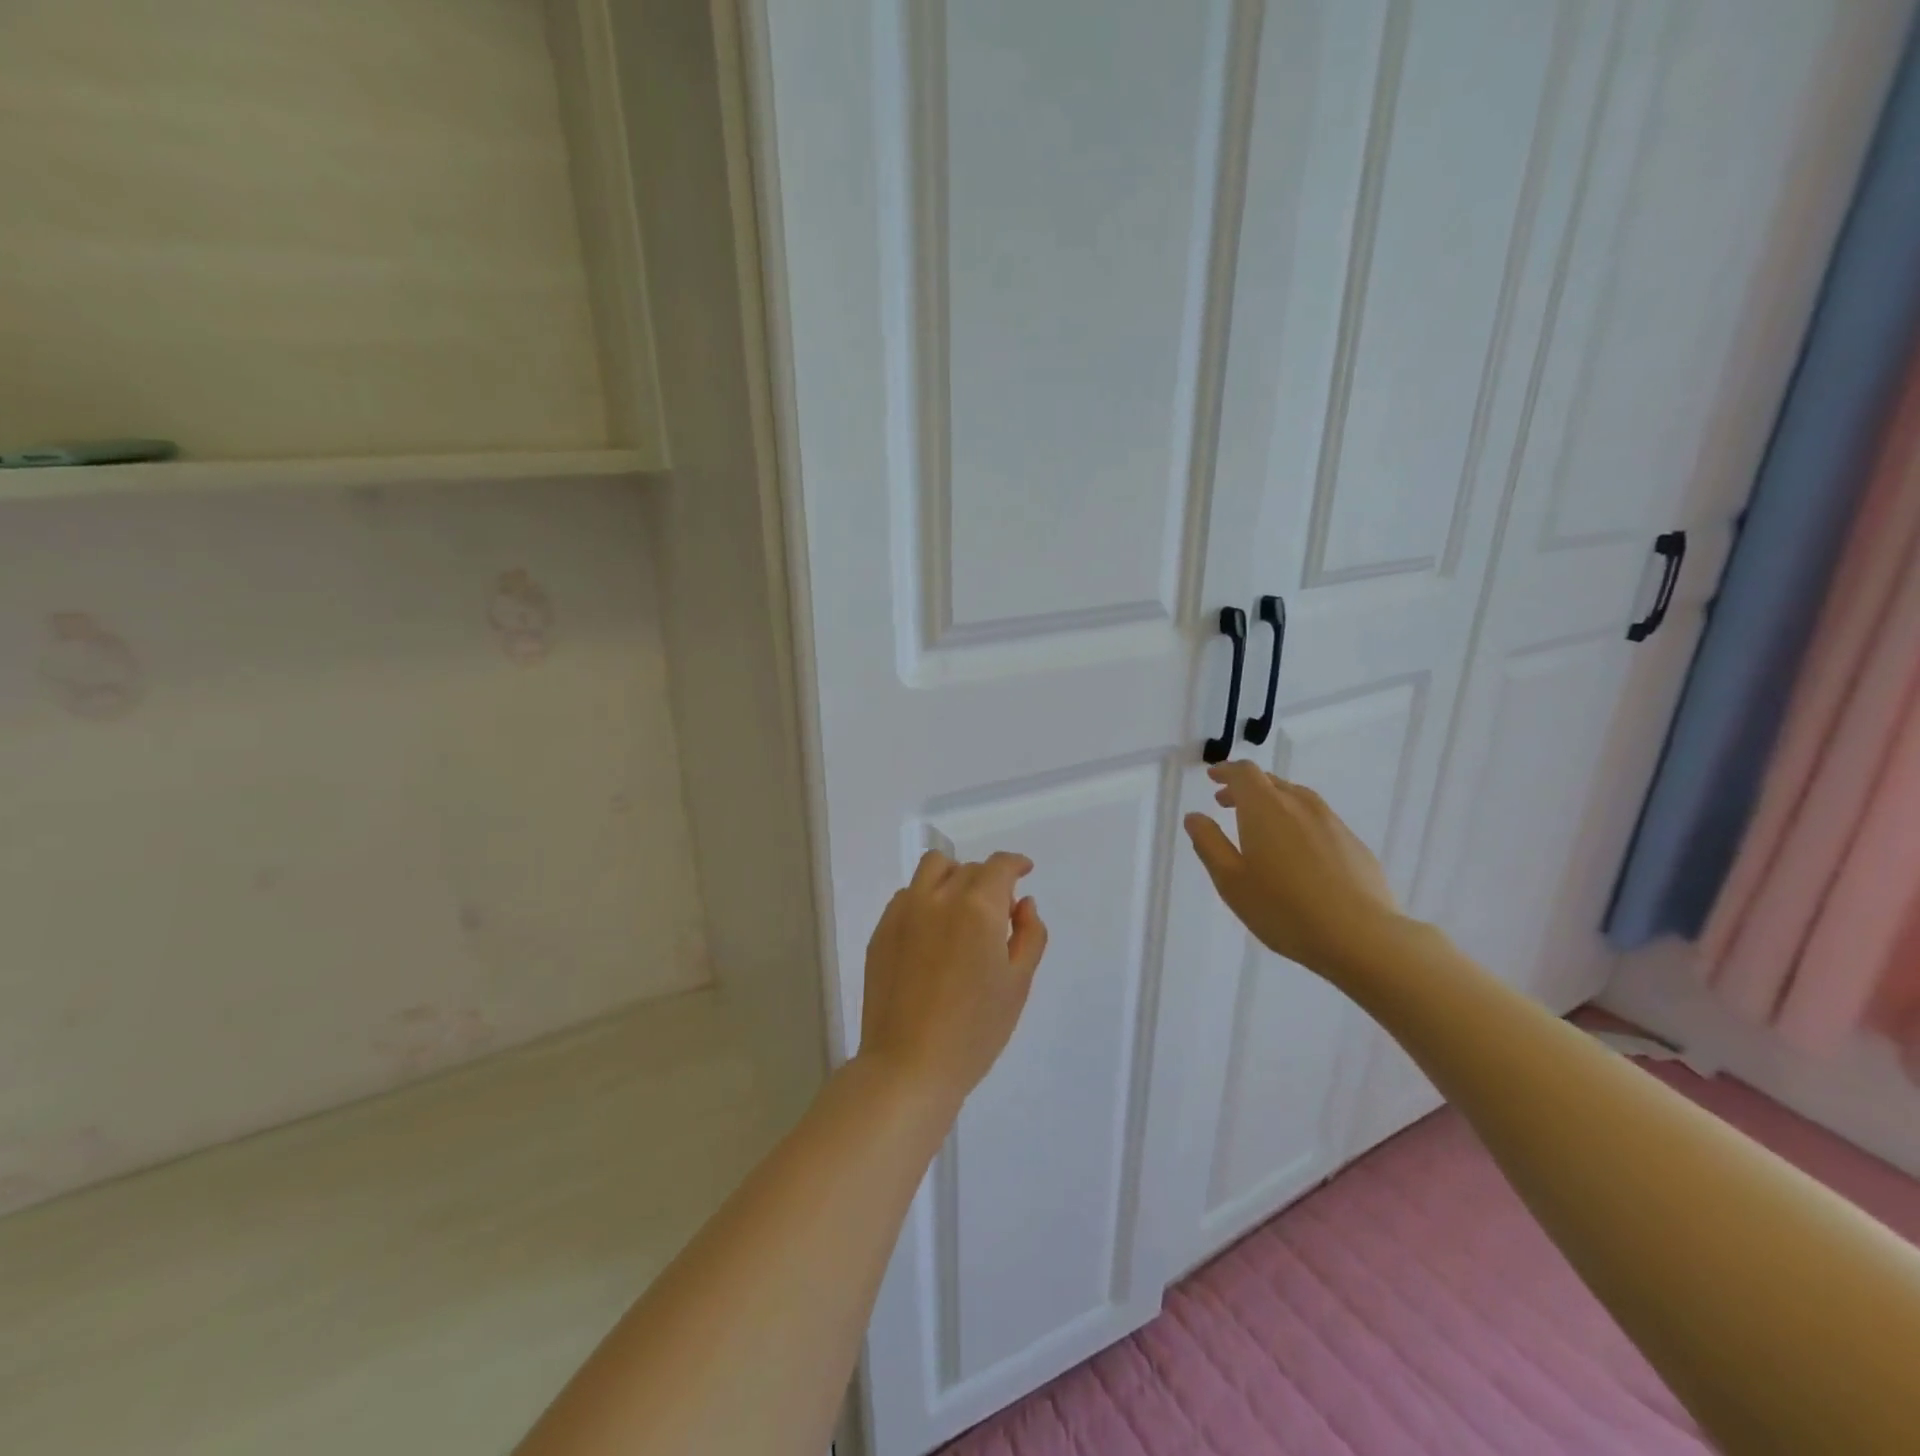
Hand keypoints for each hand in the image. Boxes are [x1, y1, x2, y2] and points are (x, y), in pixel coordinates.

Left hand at [857, 850, 1048, 1107]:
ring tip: (961, 911)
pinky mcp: (881, 930)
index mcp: (978, 908)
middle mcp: (938, 897)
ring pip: (932, 869)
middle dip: (988, 880)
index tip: (1024, 871)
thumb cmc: (975, 1030)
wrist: (909, 1065)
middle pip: (968, 868)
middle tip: (997, 914)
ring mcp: (904, 911)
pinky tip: (933, 934)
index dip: (1015, 863)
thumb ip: (1029, 935)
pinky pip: (907, 895)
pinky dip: (926, 899)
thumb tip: (1023, 904)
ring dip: (953, 878)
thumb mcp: (1018, 984)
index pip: (999, 866)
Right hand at [1184, 761, 1403, 975]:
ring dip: (1273, 803)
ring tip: (1260, 827)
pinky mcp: (1354, 844)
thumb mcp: (1231, 880)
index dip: (1226, 771)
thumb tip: (1195, 817)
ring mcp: (1332, 823)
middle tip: (1226, 803)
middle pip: (1271, 782)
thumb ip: (1209, 843)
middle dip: (1245, 788)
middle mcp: (1300, 805)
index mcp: (1265, 808)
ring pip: (1297, 799)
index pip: (1244, 773)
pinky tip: (1297, 853)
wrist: (1361, 937)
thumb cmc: (1283, 908)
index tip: (1213, 777)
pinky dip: (1298, 823)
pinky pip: (1318, 821)